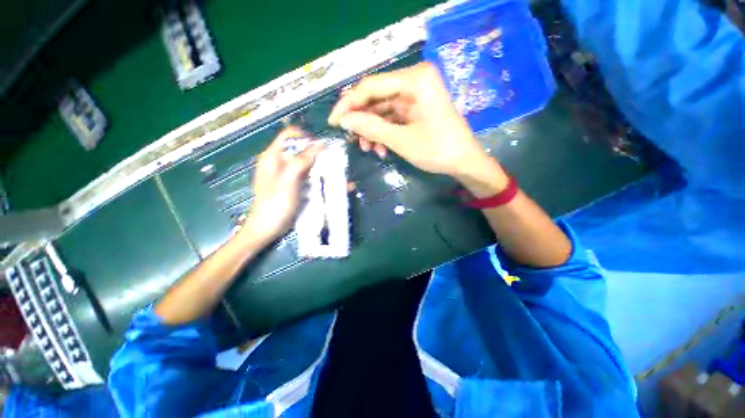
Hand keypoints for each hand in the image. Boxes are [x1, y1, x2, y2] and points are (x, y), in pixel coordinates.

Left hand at [238, 126, 323, 245]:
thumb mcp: (287, 182)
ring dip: (324, 168)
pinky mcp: (296, 185)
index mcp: (273, 157)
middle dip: (320, 155)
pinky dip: (322, 179)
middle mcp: (281, 162)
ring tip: (340, 178)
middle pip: (302, 149)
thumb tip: (319, 144)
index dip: (307, 137)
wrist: (267, 228)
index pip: (290, 135)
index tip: (323, 149)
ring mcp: (289, 174)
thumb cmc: (274, 205)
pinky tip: (334, 186)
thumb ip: (300, 161)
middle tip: (335, 165)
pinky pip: (311, 176)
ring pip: (309, 163)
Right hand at [328, 62, 490, 177]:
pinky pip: (392, 117)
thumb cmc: (436, 150)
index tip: (334, 122)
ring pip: (382, 109)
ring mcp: (416, 94)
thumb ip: (370, 127)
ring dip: (372, 130)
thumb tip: (344, 120)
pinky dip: (383, 132)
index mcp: (414, 79)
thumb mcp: (400, 140)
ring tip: (367, 149)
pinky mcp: (416, 107)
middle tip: (350, 138)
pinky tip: (380, 148)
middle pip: (376, 97)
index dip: (349, 104)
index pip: (370, 86)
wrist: (464, 162)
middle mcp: (414, 80)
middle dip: (362, 120)